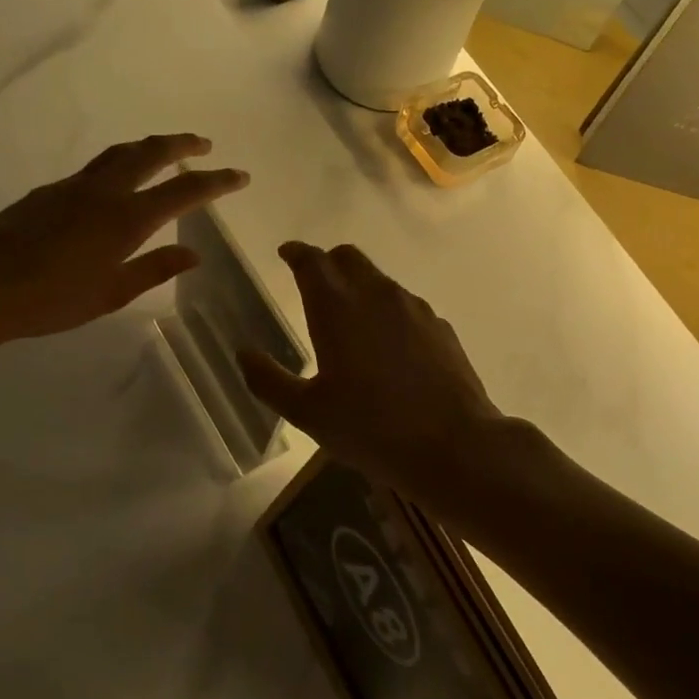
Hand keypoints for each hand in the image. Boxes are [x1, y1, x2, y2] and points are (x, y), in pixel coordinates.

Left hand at [0, 134, 248, 344]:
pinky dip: (120, 162)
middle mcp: (105, 192)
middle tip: (205, 144)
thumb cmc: (51, 299)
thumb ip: (154, 269)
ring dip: (150, 146)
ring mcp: (75, 186)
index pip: (184, 191)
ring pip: (121, 153)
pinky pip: (96, 167)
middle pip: (152, 153)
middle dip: (183, 145)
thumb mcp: (110, 294)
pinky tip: (118, 180)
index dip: (216, 182)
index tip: (239, 175)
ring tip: (167, 150)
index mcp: (127, 219)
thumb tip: (193, 254)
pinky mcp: (50, 190)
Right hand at [239, 242, 505, 501]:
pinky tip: (388, 345)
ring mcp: (414, 308)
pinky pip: (405, 305)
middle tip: (314, 282)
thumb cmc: (370, 428)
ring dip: (359, 285)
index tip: (286, 253)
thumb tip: (244, 353)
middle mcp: (376, 294)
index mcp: (337, 307)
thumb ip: (268, 380)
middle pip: (348, 257)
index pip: (312, 261)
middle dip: (327, 262)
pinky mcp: (440, 327)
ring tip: (349, 318)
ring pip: (380, 280)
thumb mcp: (307, 412)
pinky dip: (387, 311)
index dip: (296, 253)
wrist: (453, 445)